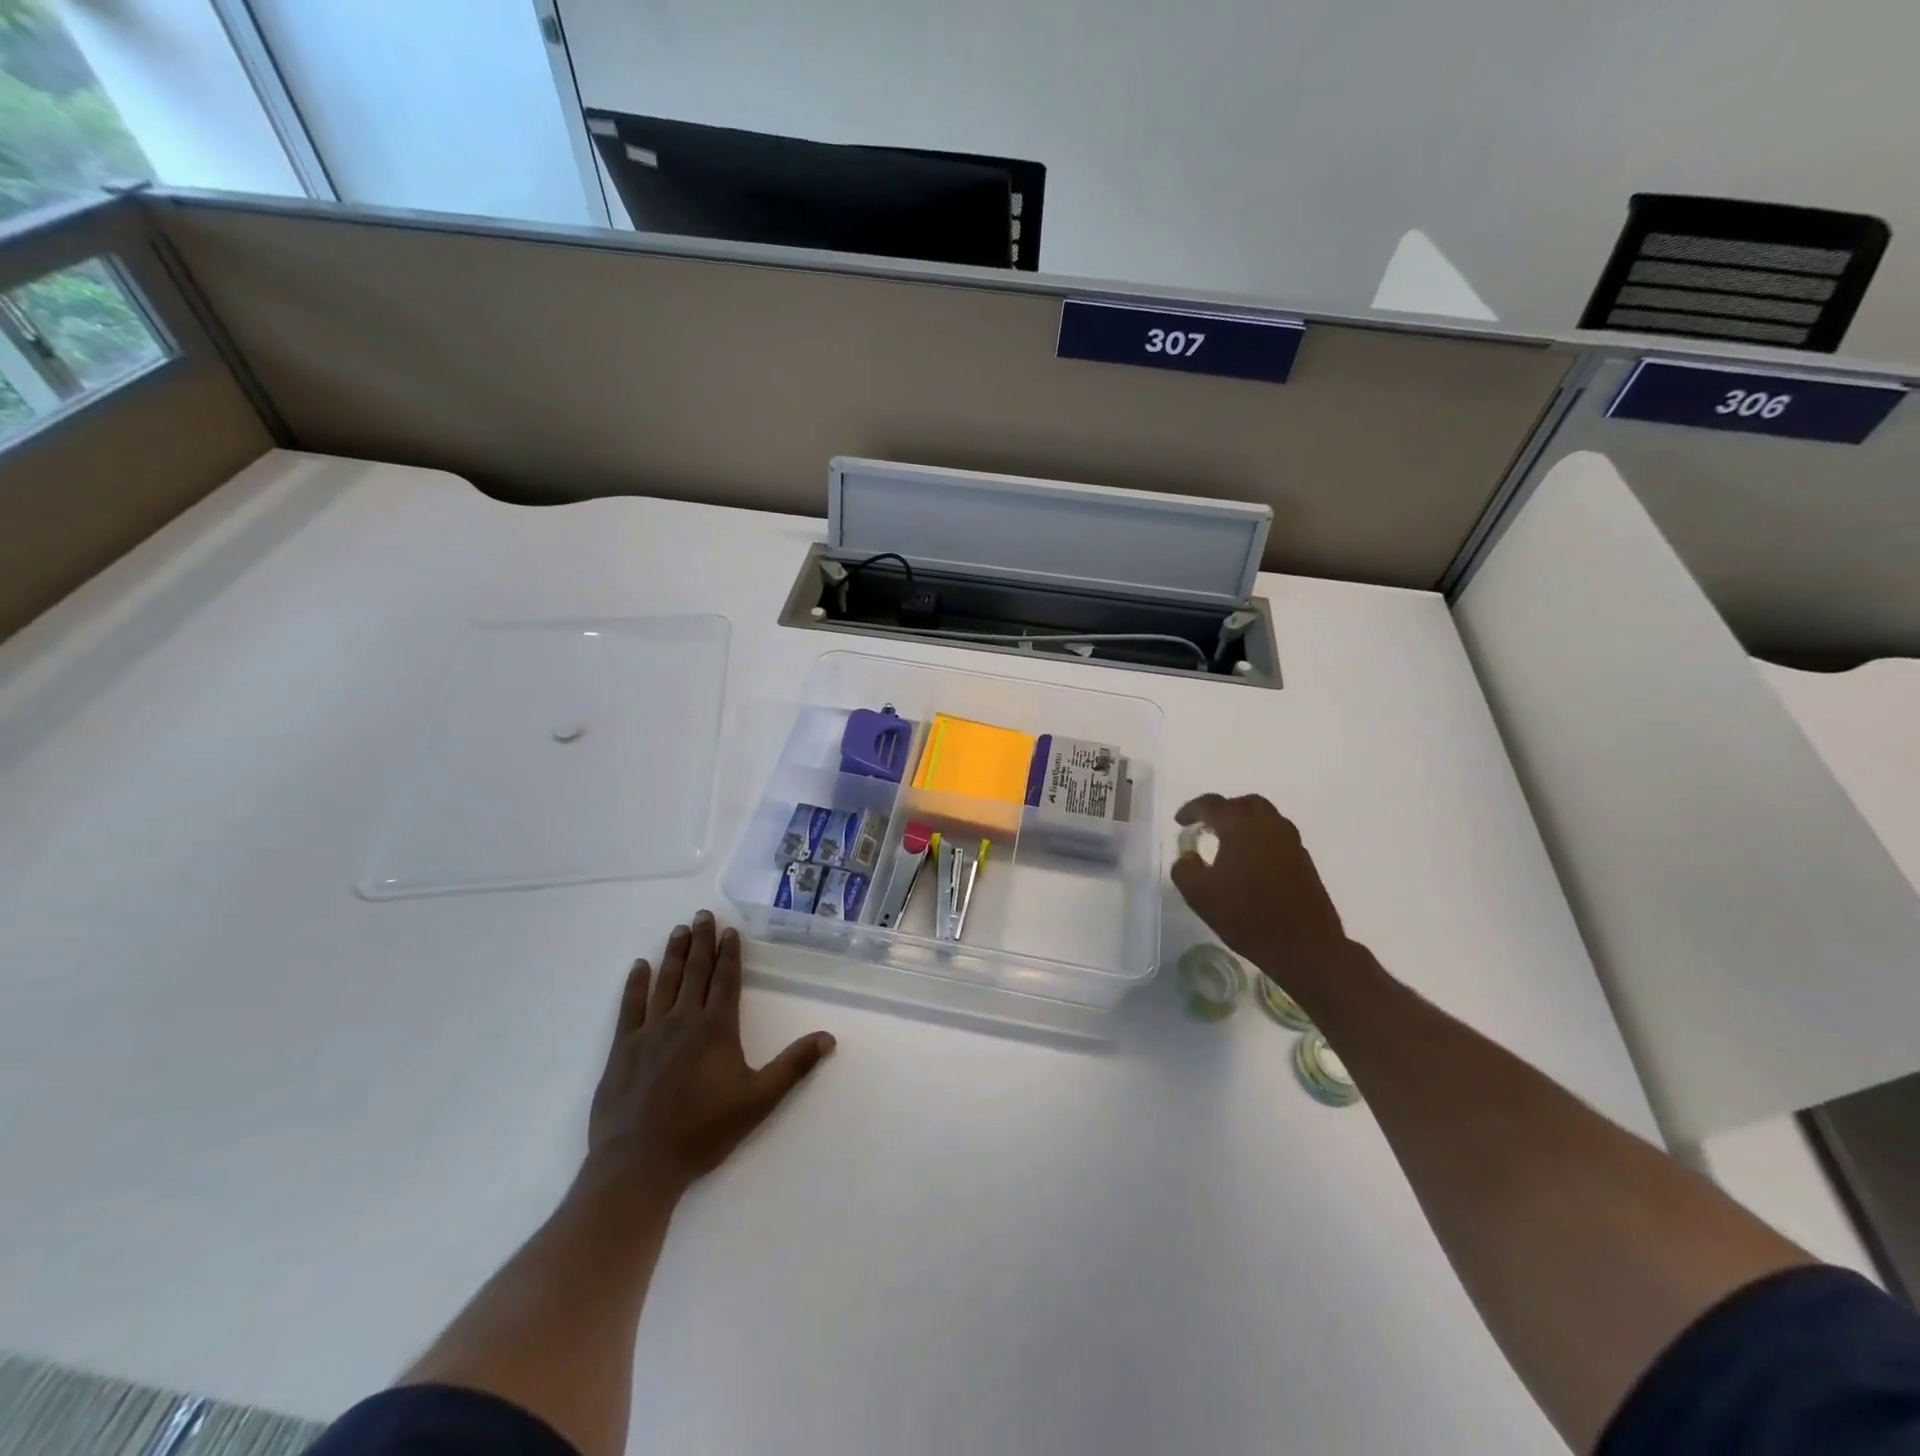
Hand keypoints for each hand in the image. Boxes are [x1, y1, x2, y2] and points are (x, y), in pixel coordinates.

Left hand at [585, 910, 834, 1203]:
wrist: (639, 1164)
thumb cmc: (703, 1132)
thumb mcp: (758, 1101)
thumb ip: (793, 1066)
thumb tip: (829, 1037)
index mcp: (716, 1028)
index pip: (726, 980)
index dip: (729, 954)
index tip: (730, 930)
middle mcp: (683, 1020)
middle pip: (695, 972)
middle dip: (701, 942)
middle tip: (702, 915)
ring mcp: (649, 1032)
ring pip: (665, 982)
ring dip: (673, 954)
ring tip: (679, 930)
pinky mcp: (622, 1049)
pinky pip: (630, 1007)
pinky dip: (635, 984)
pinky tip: (639, 967)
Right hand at [1171, 794, 1359, 1003]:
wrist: (1305, 947)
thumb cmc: (1247, 917)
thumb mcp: (1199, 896)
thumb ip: (1184, 869)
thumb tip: (1189, 857)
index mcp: (1241, 826)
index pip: (1212, 804)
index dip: (1192, 809)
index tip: (1180, 822)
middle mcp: (1269, 825)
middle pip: (1244, 803)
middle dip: (1222, 810)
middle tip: (1206, 827)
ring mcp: (1291, 841)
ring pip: (1265, 817)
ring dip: (1243, 822)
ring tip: (1227, 842)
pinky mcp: (1304, 859)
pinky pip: (1277, 835)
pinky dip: (1259, 838)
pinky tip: (1250, 862)